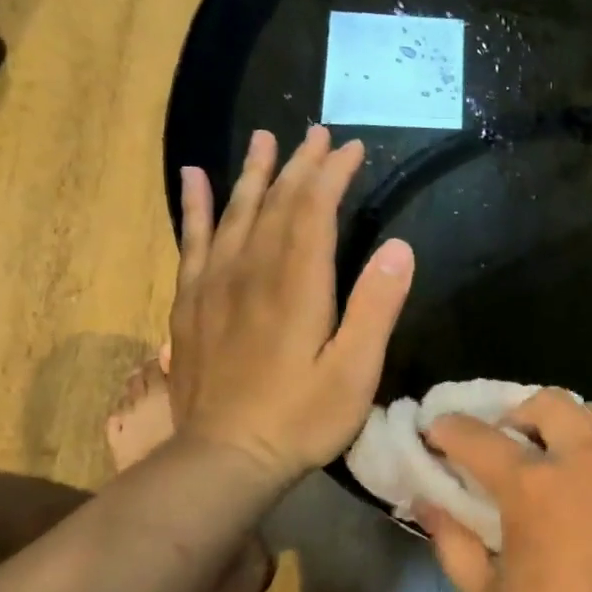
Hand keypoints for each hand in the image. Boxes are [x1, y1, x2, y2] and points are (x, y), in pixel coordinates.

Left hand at [168, 127, 413, 484]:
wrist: (225, 458)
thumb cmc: (302, 417)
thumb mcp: (355, 370)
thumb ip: (376, 307)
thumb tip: (399, 248)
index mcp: (297, 285)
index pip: (314, 210)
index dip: (332, 174)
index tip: (351, 148)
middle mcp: (252, 271)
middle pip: (276, 203)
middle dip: (300, 165)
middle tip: (316, 133)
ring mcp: (216, 285)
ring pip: (236, 213)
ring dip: (253, 173)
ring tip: (264, 139)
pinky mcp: (192, 303)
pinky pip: (193, 241)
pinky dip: (195, 207)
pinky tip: (194, 180)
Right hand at [420, 391, 591, 591]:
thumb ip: (452, 543)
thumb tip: (426, 502)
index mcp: (533, 487)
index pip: (479, 437)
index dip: (451, 429)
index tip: (438, 430)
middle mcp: (585, 458)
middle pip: (546, 402)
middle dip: (518, 414)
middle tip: (510, 441)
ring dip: (567, 427)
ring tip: (561, 458)